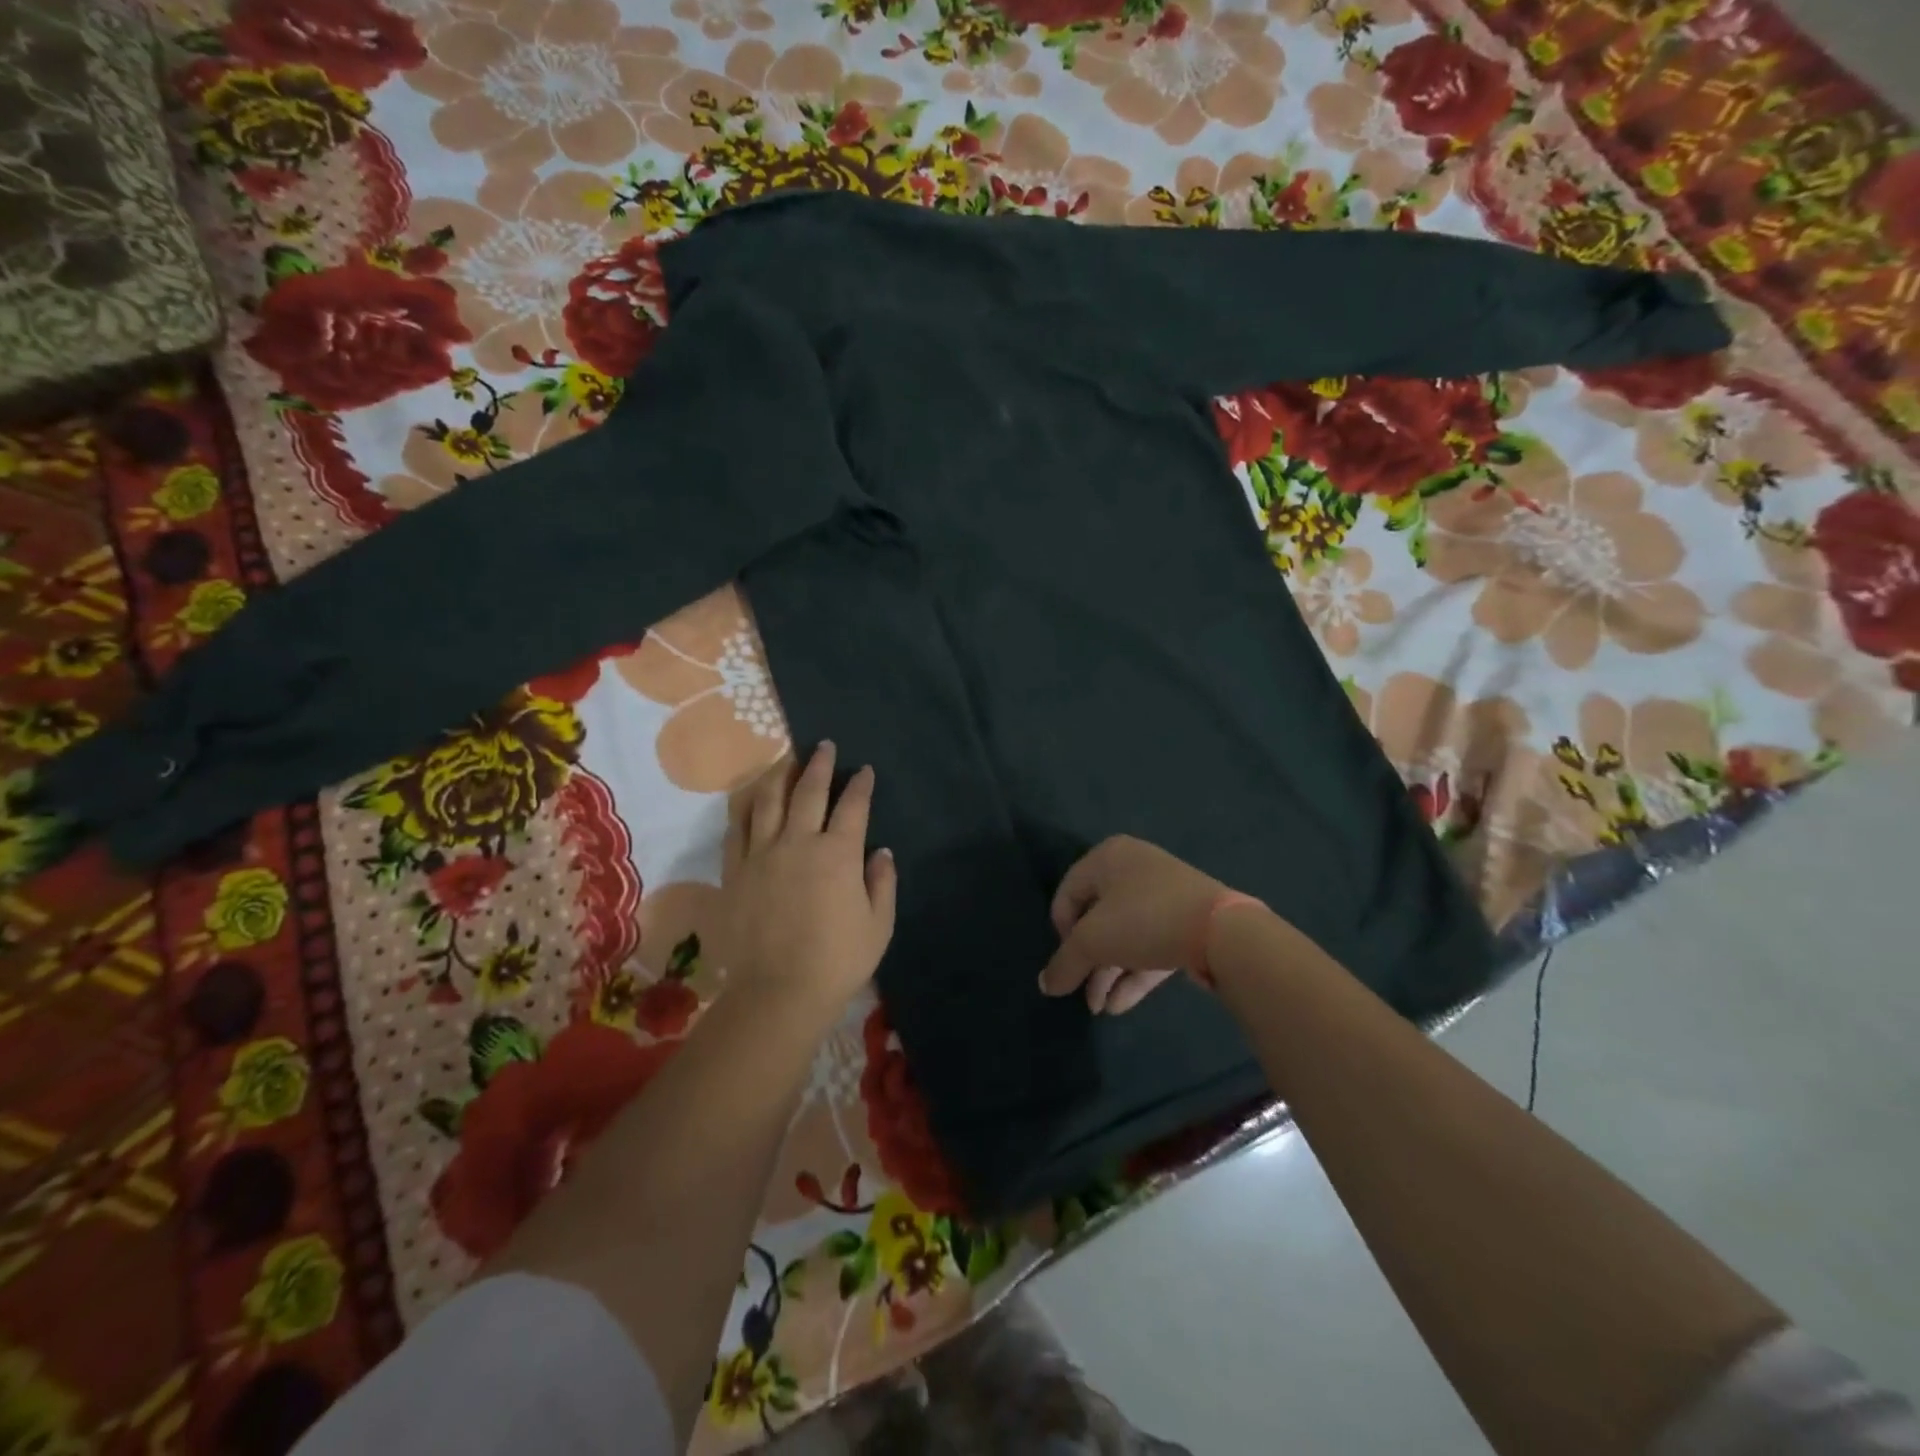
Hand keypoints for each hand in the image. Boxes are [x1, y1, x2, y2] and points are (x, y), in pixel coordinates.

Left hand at [718, 742, 896, 1022]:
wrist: (778, 992)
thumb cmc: (838, 961)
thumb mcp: (878, 925)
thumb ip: (881, 883)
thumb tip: (880, 853)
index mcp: (838, 854)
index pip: (853, 806)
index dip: (860, 785)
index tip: (864, 771)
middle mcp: (798, 842)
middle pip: (809, 791)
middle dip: (819, 764)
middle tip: (824, 746)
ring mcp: (762, 854)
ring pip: (768, 801)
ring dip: (780, 774)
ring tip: (786, 759)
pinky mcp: (735, 871)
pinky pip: (738, 829)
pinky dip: (746, 808)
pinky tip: (751, 799)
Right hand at [1038, 836, 1235, 1014]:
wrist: (1222, 931)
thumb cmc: (1143, 920)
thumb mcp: (1092, 942)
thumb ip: (1064, 963)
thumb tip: (1046, 985)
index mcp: (1107, 857)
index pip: (1068, 894)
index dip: (1061, 932)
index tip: (1069, 961)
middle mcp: (1134, 868)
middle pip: (1097, 919)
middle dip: (1088, 962)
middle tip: (1082, 995)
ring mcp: (1164, 894)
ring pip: (1125, 936)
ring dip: (1108, 973)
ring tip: (1100, 1010)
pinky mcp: (1187, 921)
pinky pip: (1151, 945)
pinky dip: (1134, 973)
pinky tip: (1120, 1006)